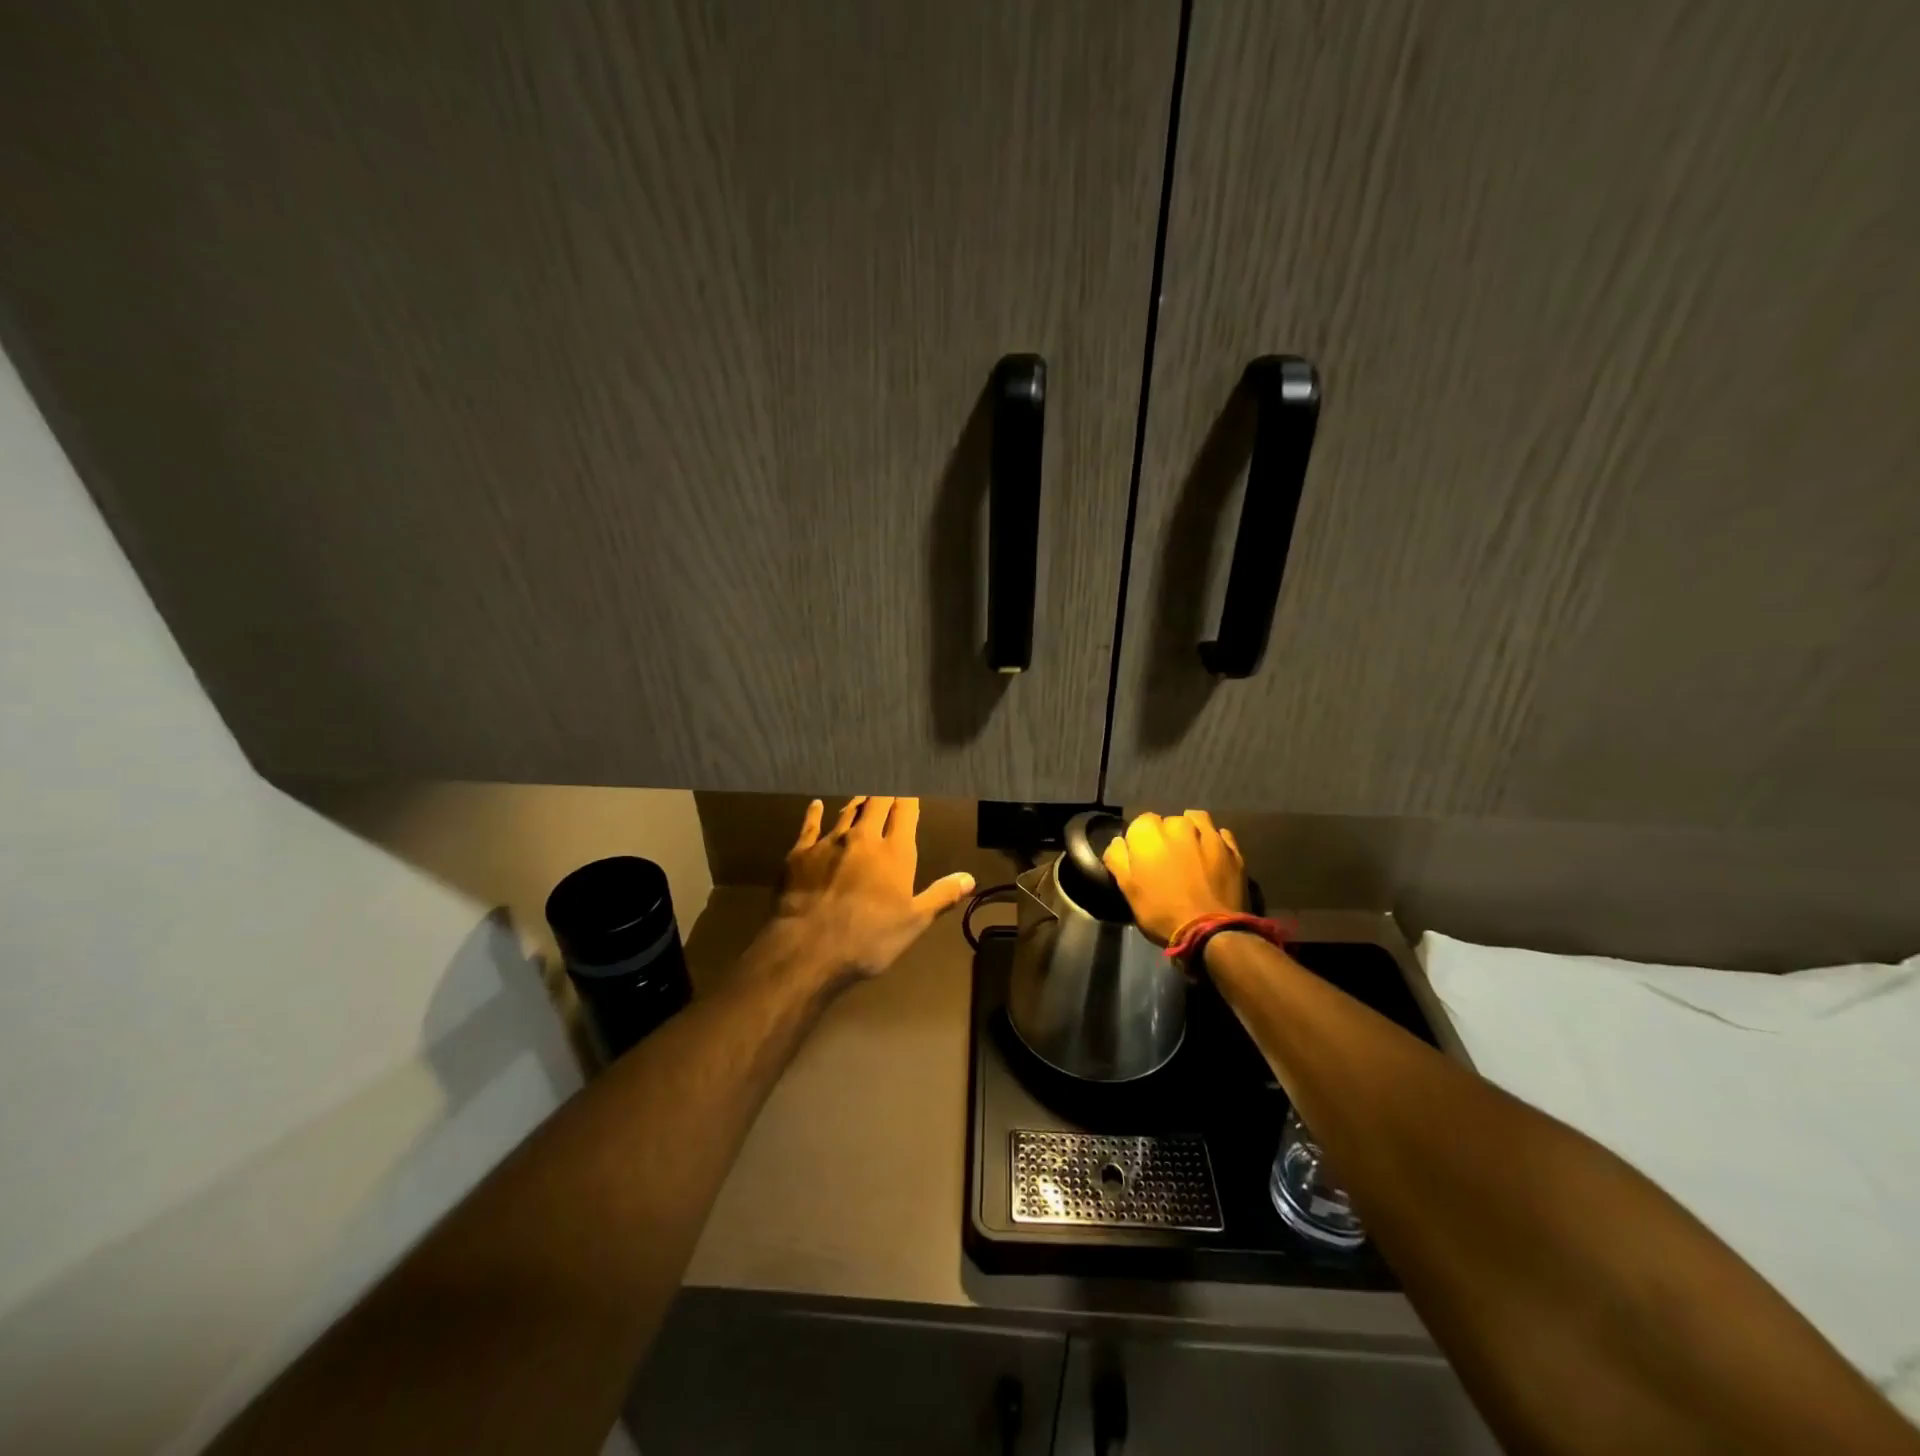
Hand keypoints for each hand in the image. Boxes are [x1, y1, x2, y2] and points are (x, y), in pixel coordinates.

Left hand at [770, 796, 974, 981]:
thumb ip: (941, 896)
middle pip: (876, 804)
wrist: (809, 947)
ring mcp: (829, 842)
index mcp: (895, 852)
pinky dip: (814, 813)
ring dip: (857, 802)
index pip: (905, 813)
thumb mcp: (914, 922)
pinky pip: (810, 825)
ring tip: (863, 795)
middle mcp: (863, 838)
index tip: (911, 788)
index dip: (908, 798)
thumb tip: (969, 878)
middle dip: (885, 793)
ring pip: (847, 812)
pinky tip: (815, 805)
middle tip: (888, 785)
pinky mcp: (800, 853)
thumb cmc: (869, 938)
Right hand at [1101, 810, 1245, 944]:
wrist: (1210, 931)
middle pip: (1168, 822)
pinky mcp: (1232, 848)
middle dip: (1166, 837)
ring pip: (1195, 821)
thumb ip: (1118, 858)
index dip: (1140, 842)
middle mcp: (1179, 824)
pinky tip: (1211, 858)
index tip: (1142, 861)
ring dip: (1190, 832)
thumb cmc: (1161, 912)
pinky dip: (1213, 842)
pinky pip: (1219, 834)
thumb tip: (1119, 841)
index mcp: (1149, 832)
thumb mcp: (1127, 889)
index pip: (1140, 824)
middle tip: (1166, 863)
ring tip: (1190, 855)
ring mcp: (1209, 834)